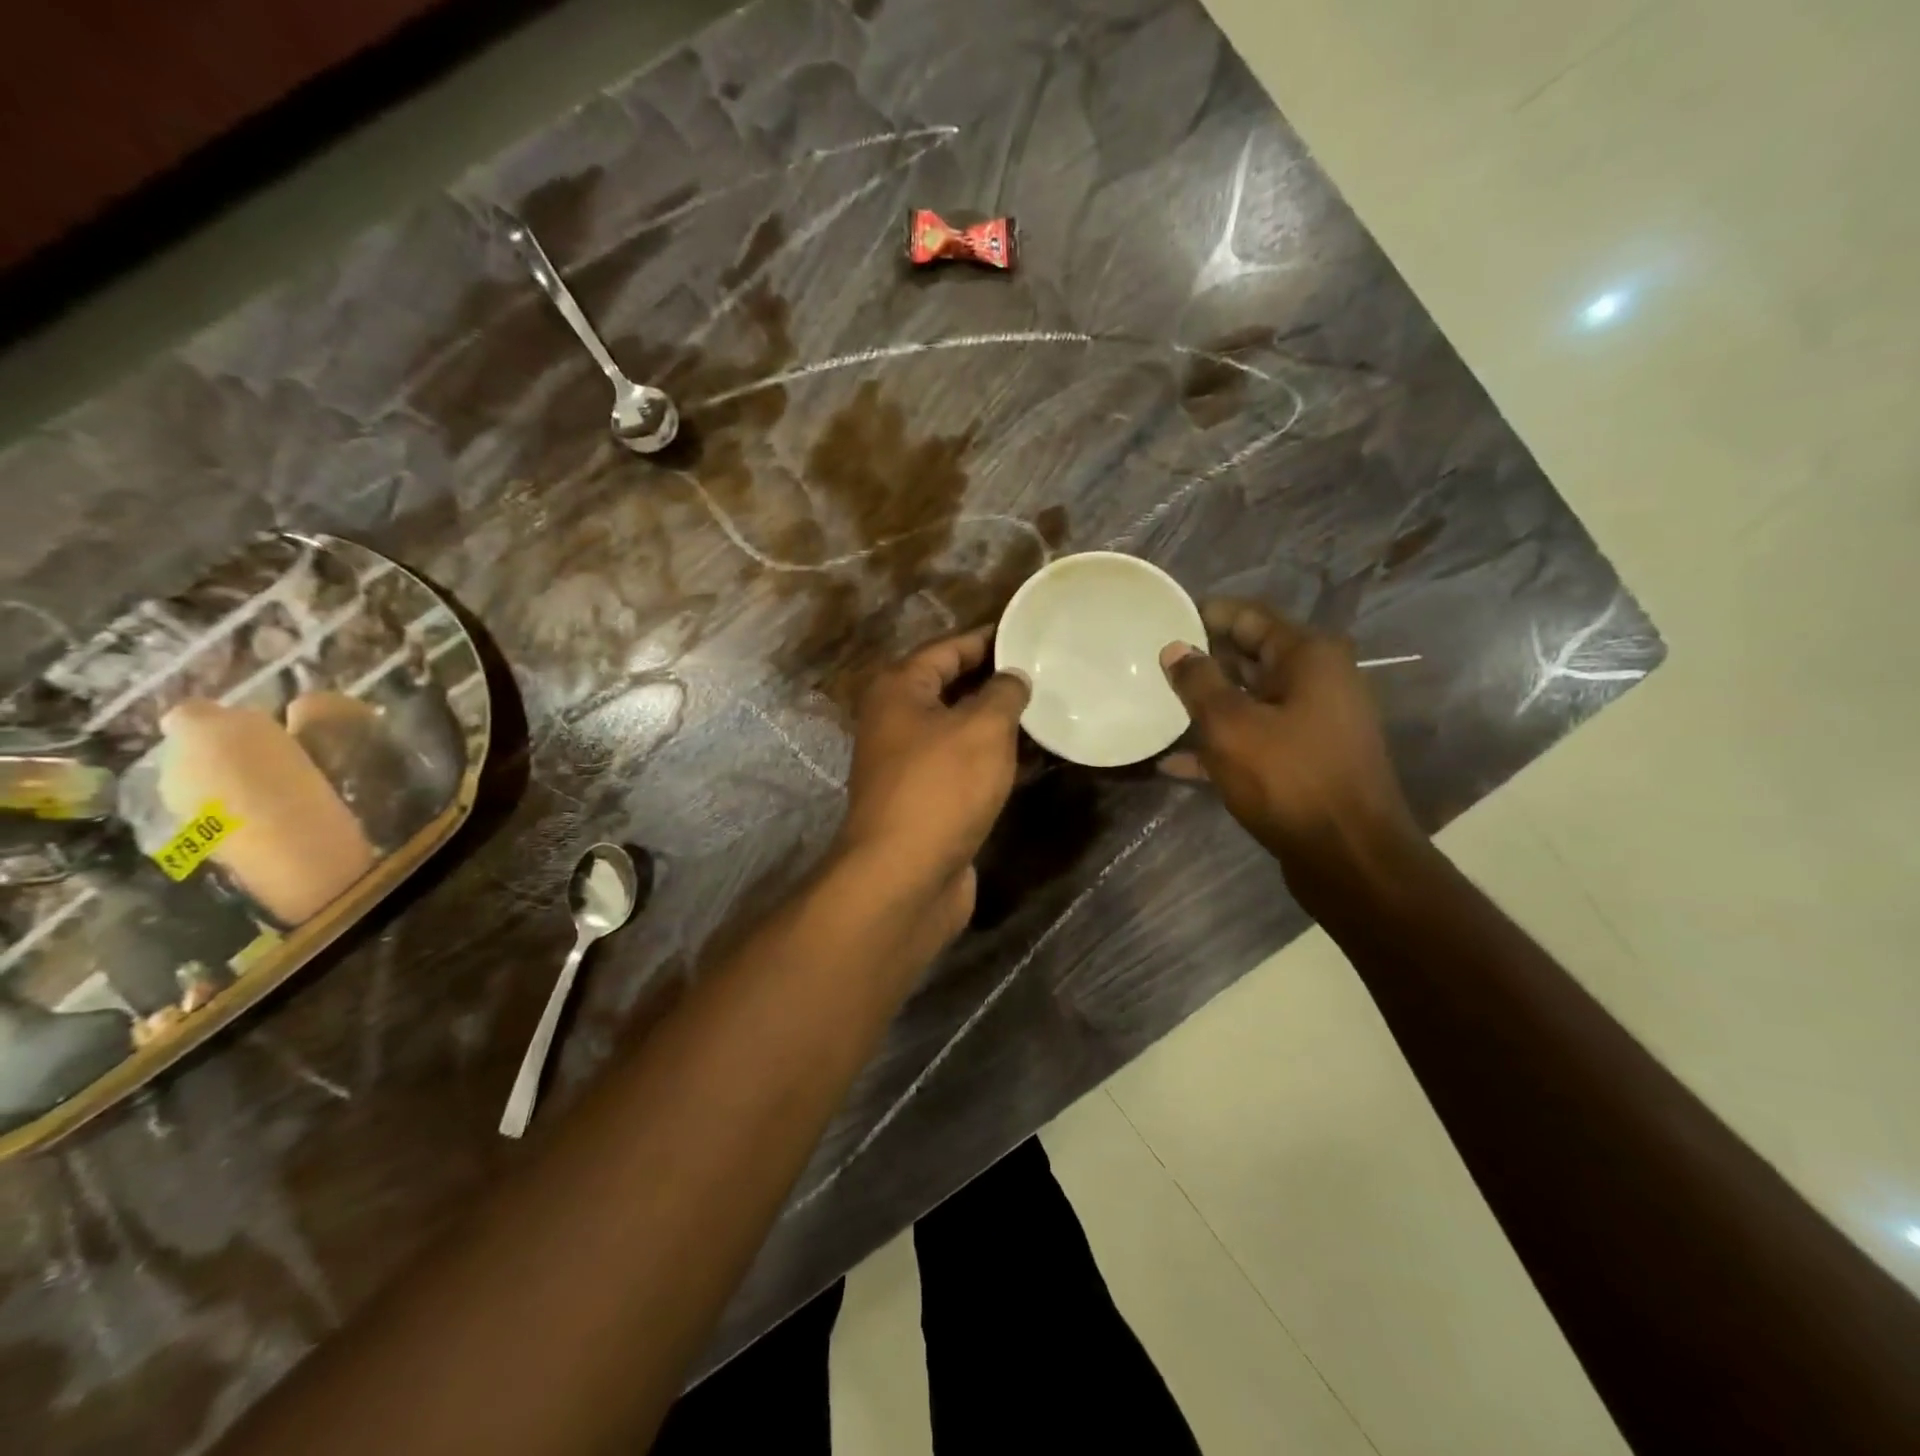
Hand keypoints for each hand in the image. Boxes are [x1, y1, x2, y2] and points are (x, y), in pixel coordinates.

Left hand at [834, 627, 1030, 938]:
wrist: (904, 876)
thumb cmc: (942, 787)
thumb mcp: (983, 728)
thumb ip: (1003, 694)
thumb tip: (1013, 678)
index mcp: (899, 689)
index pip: (947, 649)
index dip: (987, 640)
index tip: (1027, 634)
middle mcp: (895, 721)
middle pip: (950, 688)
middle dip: (994, 682)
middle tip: (1044, 673)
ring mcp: (907, 764)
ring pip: (958, 730)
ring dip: (997, 723)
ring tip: (1046, 711)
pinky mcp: (924, 800)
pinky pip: (962, 766)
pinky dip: (991, 759)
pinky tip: (1031, 760)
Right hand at [1160, 599, 1421, 884]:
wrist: (1349, 857)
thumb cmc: (1289, 779)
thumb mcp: (1231, 725)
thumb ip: (1198, 682)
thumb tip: (1175, 649)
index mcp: (1308, 656)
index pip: (1248, 616)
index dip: (1204, 614)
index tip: (1161, 617)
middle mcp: (1317, 680)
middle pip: (1249, 657)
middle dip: (1202, 661)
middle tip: (1150, 664)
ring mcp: (1313, 721)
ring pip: (1249, 700)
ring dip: (1206, 706)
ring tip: (1155, 707)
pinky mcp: (1305, 759)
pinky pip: (1255, 738)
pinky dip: (1220, 744)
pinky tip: (1173, 762)